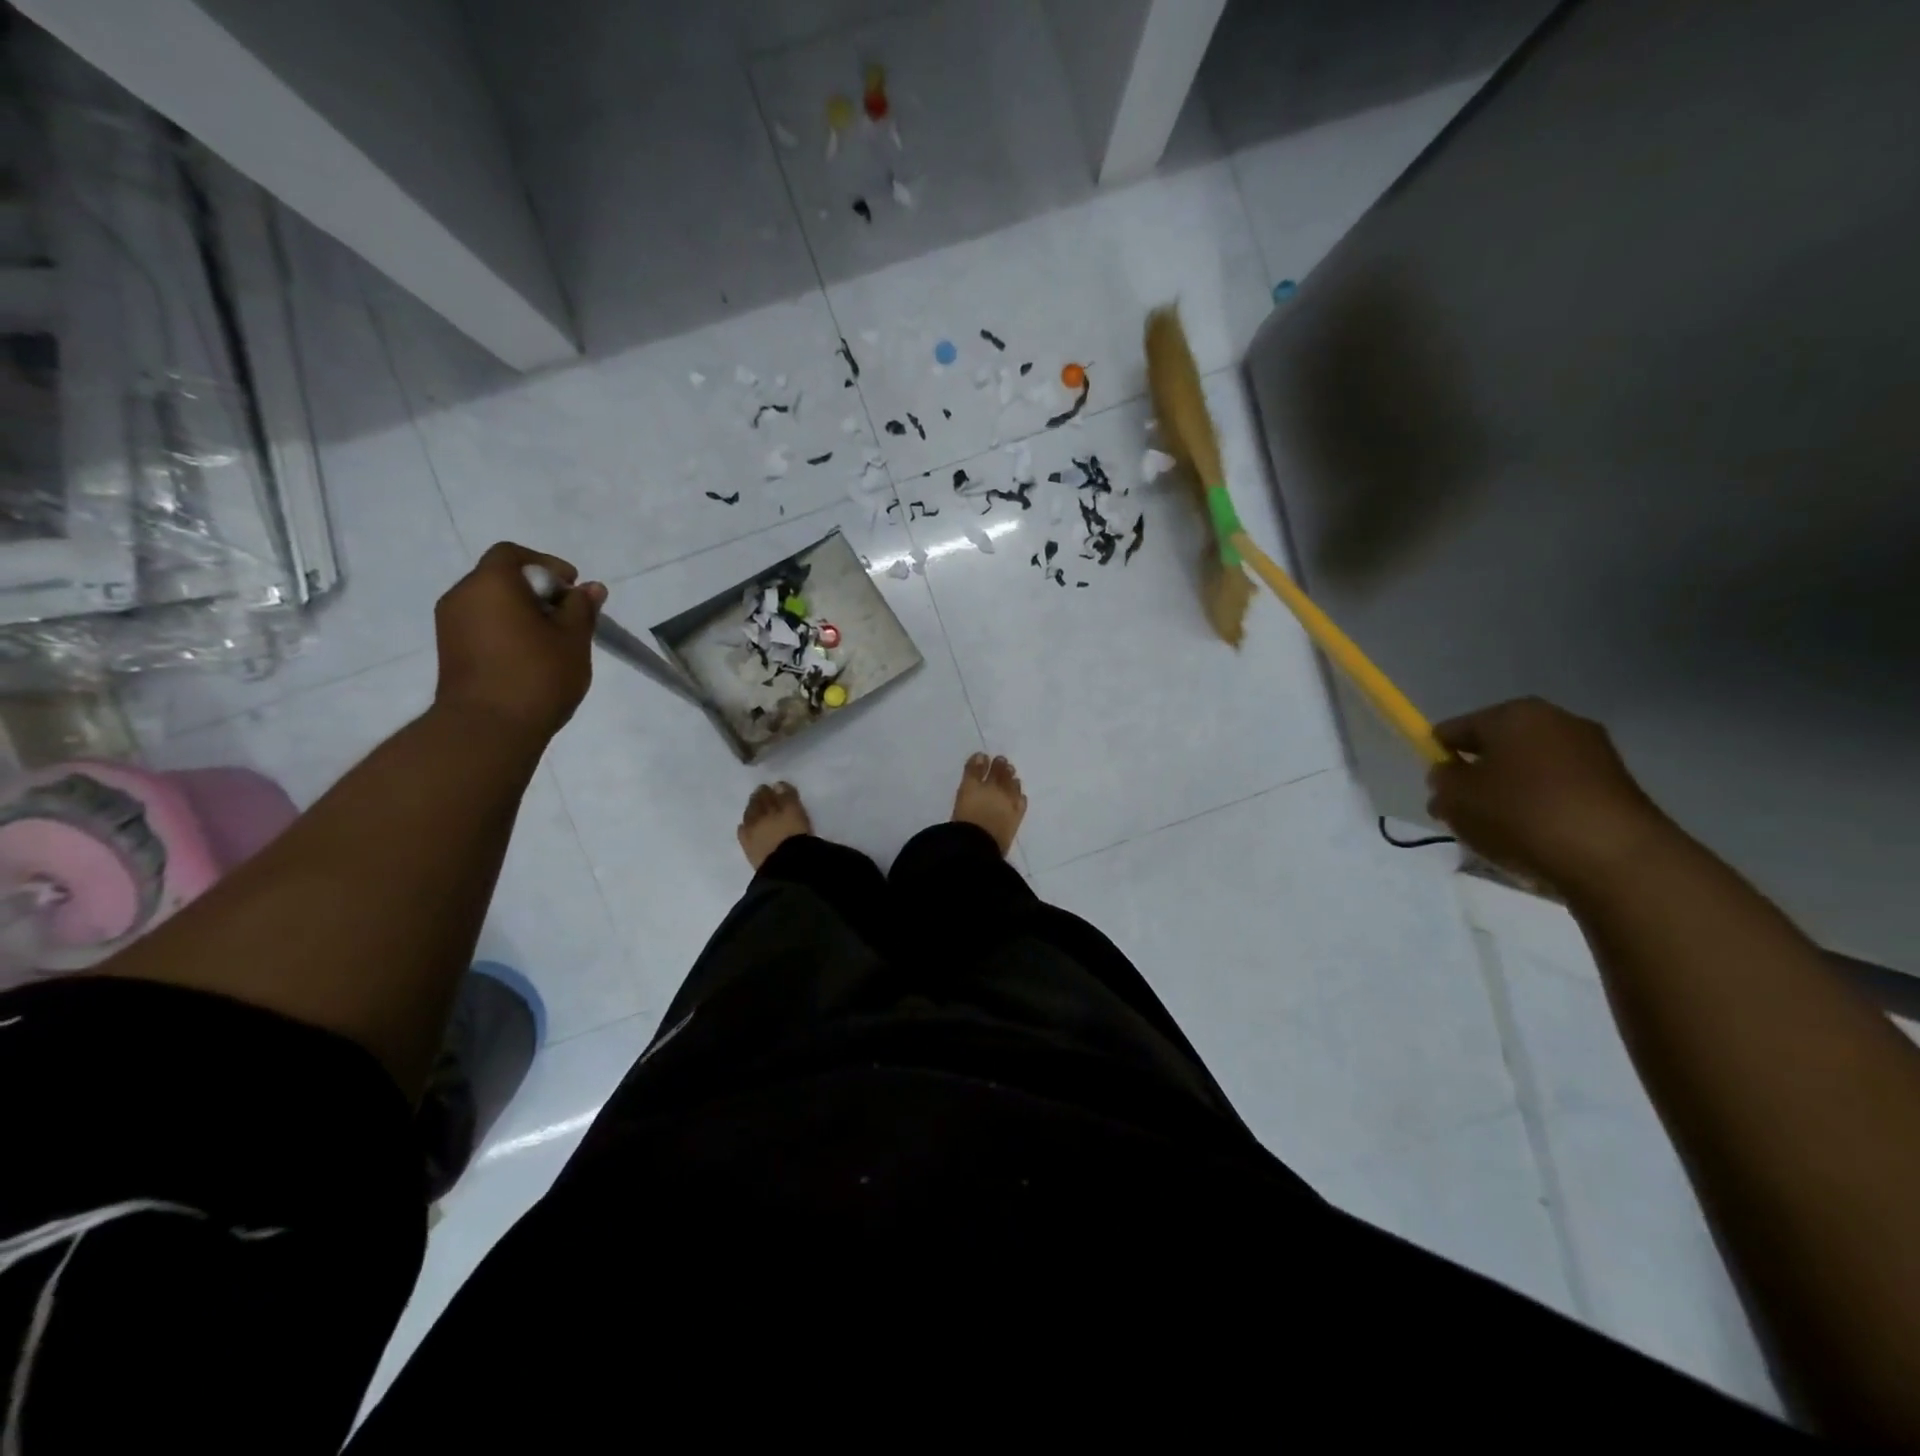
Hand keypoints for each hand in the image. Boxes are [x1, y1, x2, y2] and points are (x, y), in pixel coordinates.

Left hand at [433, 543, 605, 743]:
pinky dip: (506, 630)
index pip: (513, 554)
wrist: (488, 729)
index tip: (572, 588)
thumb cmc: (537, 675)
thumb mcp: (573, 639)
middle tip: (568, 617)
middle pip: (500, 578)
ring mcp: (450, 625)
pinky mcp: (450, 651)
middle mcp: (462, 596)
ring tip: (552, 640)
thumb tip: (591, 588)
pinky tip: (531, 656)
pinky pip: (482, 626)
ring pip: (491, 604)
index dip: (546, 564)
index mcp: (491, 584)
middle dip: (537, 591)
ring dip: (521, 613)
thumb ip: (582, 608)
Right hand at [1425, 697, 1676, 891]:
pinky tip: (1534, 837)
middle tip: (1464, 813)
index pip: (1456, 729)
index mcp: (1513, 714)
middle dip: (1477, 776)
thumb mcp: (1455, 798)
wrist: (1614, 857)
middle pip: (1496, 748)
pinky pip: (1560, 790)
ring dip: (1509, 794)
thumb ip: (1442, 780)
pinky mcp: (1617, 785)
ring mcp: (1593, 751)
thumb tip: (1449, 774)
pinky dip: (1542, 808)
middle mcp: (1556, 721)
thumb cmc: (1521, 814)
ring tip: (1499, 831)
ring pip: (1529, 770)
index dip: (1438, 756)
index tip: (1436, 789)